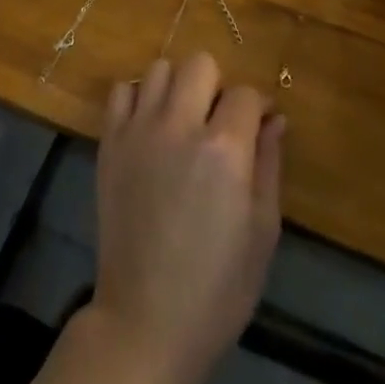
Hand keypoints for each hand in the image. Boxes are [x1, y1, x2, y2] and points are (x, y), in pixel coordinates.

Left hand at [86, 54, 283, 383]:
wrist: (146, 319)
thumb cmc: (218, 286)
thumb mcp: (263, 230)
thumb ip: (269, 163)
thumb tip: (275, 119)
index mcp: (224, 149)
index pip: (246, 93)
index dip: (258, 107)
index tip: (260, 126)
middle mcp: (179, 125)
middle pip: (200, 64)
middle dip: (217, 86)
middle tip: (219, 123)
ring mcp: (138, 130)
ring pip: (159, 69)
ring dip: (178, 87)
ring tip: (183, 122)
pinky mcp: (109, 142)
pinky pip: (122, 91)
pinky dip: (138, 97)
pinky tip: (150, 127)